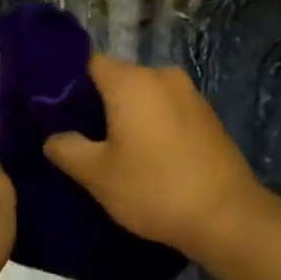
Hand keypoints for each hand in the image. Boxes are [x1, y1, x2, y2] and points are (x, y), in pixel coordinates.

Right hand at [44, 55, 269, 260]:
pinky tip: (146, 155)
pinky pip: (166, 110)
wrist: (227, 217)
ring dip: (126, 115)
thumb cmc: (154, 189)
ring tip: (111, 149)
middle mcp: (162, 75)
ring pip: (144, 96)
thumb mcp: (97, 174)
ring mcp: (190, 94)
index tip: (53, 110)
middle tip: (77, 135)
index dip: (66, 83)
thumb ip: (66, 148)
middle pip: (117, 78)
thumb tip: (53, 137)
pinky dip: (151, 124)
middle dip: (96, 102)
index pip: (88, 62)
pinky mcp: (207, 117)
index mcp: (131, 81)